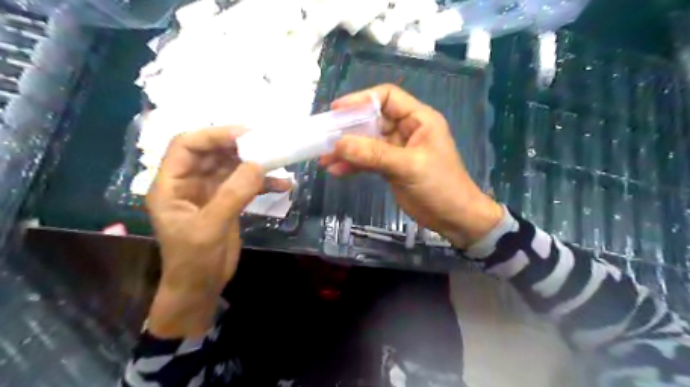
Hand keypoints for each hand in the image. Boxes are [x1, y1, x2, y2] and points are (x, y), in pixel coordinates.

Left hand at [147, 125, 290, 336]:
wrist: (201, 287)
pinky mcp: (227, 201)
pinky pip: (246, 184)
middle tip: (267, 143)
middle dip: (239, 146)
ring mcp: (210, 192)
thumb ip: (233, 195)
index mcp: (171, 185)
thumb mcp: (210, 228)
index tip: (245, 134)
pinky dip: (264, 183)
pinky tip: (283, 186)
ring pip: (232, 166)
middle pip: (212, 152)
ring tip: (278, 162)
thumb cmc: (194, 262)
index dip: (213, 135)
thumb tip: (258, 165)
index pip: (186, 145)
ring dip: (255, 164)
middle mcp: (189, 183)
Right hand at [318, 83, 501, 247]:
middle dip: (349, 129)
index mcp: (419, 120)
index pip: (387, 97)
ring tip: (325, 159)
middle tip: (325, 138)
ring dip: (347, 150)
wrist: (454, 218)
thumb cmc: (440, 187)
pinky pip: (369, 160)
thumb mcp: (408, 167)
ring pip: (368, 142)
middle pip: (373, 120)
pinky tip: (337, 171)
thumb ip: (374, 154)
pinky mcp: (391, 167)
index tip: (337, 110)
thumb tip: (339, 143)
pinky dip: (354, 164)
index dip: (362, 99)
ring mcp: (398, 149)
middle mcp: (407, 130)